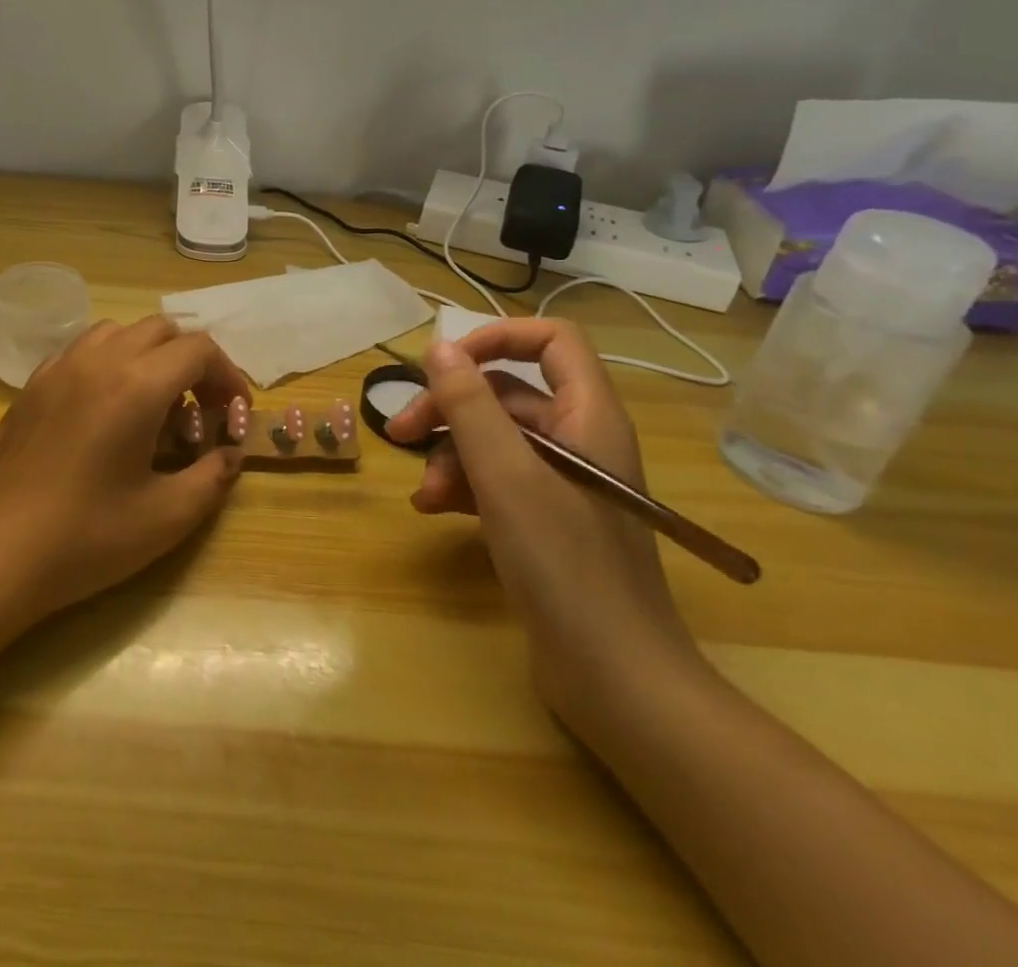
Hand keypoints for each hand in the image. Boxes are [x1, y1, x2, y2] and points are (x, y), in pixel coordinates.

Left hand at [0, 316, 249, 621]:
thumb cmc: (87, 537)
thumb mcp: (167, 517)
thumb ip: (212, 478)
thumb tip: (229, 454)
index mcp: (136, 385)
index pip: (198, 350)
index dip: (227, 376)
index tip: (232, 414)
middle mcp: (98, 361)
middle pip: (160, 330)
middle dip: (191, 362)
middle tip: (198, 411)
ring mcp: (59, 368)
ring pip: (118, 332)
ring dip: (148, 356)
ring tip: (152, 405)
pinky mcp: (32, 385)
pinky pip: (81, 350)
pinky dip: (108, 363)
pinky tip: (105, 410)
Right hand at [385, 319, 704, 732]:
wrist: (616, 679)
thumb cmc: (565, 564)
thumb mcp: (506, 475)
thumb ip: (469, 405)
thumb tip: (439, 346)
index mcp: (589, 416)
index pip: (552, 341)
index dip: (497, 338)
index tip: (445, 363)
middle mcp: (581, 440)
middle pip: (507, 394)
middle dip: (450, 408)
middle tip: (401, 432)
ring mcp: (564, 483)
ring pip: (495, 440)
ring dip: (450, 456)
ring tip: (422, 493)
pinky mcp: (547, 520)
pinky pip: (497, 480)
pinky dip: (463, 487)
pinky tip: (434, 510)